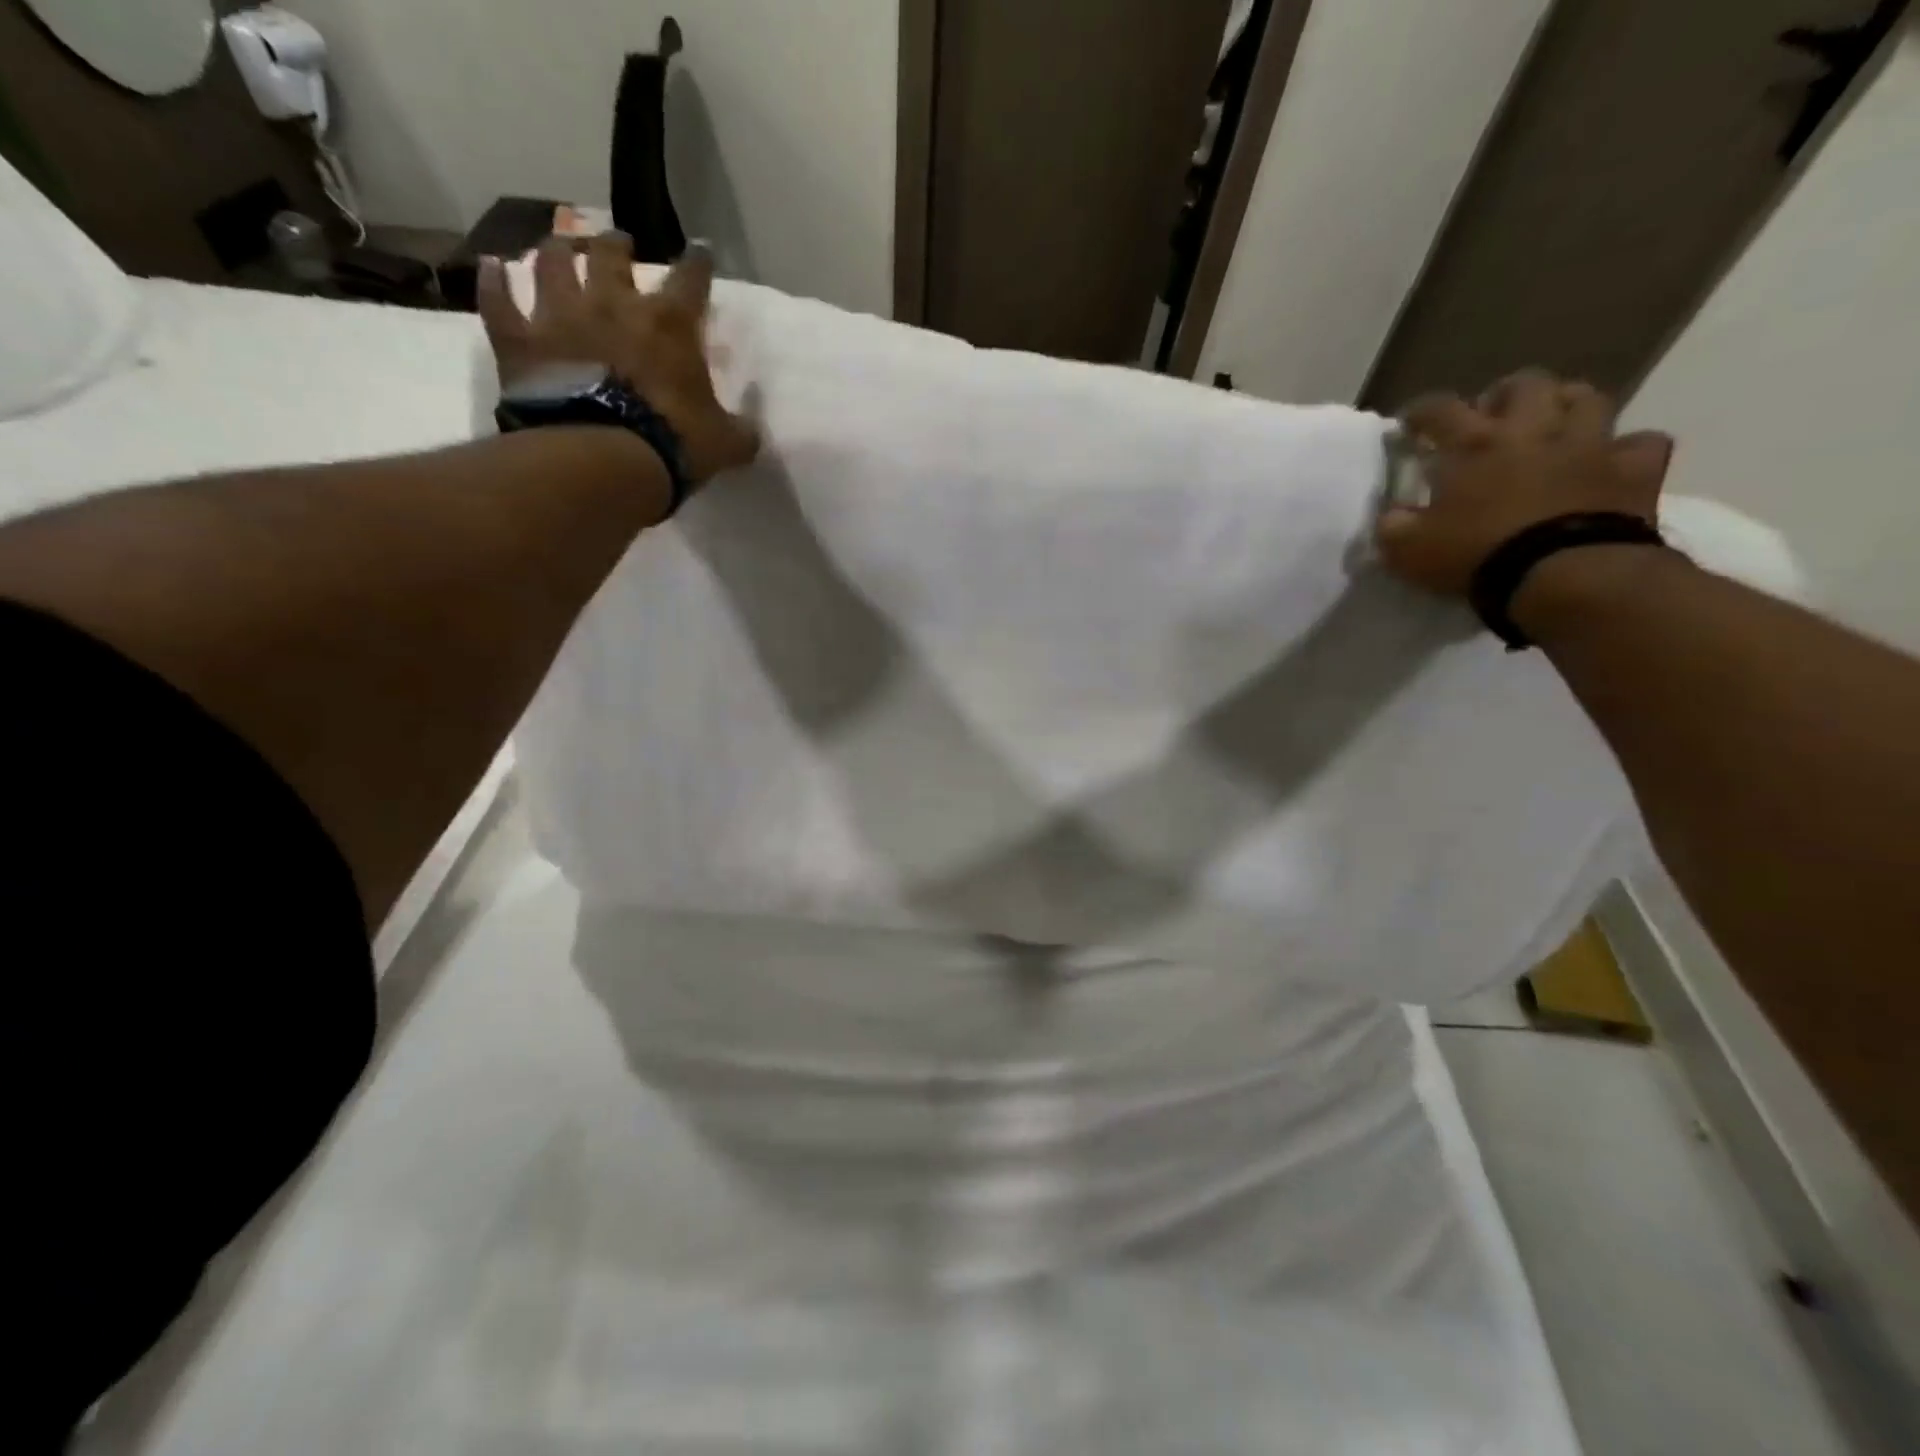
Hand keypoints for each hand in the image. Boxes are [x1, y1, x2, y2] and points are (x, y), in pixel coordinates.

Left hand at [477, 234, 758, 485]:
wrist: (601, 459)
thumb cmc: (672, 443)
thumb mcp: (724, 444)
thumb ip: (741, 432)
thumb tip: (753, 432)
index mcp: (669, 325)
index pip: (691, 278)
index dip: (698, 262)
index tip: (700, 250)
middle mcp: (612, 304)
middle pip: (612, 254)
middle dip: (617, 245)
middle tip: (619, 243)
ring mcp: (560, 316)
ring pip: (553, 262)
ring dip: (558, 250)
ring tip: (561, 246)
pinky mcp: (518, 339)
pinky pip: (497, 299)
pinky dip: (493, 282)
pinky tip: (492, 268)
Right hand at [1375, 369, 1674, 597]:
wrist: (1563, 575)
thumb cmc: (1476, 555)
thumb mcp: (1409, 550)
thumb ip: (1394, 527)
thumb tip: (1391, 517)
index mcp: (1475, 445)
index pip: (1440, 410)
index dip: (1422, 412)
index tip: (1410, 423)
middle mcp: (1533, 430)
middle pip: (1525, 384)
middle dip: (1505, 394)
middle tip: (1491, 416)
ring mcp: (1590, 445)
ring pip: (1586, 398)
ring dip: (1566, 405)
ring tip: (1552, 424)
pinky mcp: (1634, 470)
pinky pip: (1641, 444)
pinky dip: (1625, 448)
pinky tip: (1611, 460)